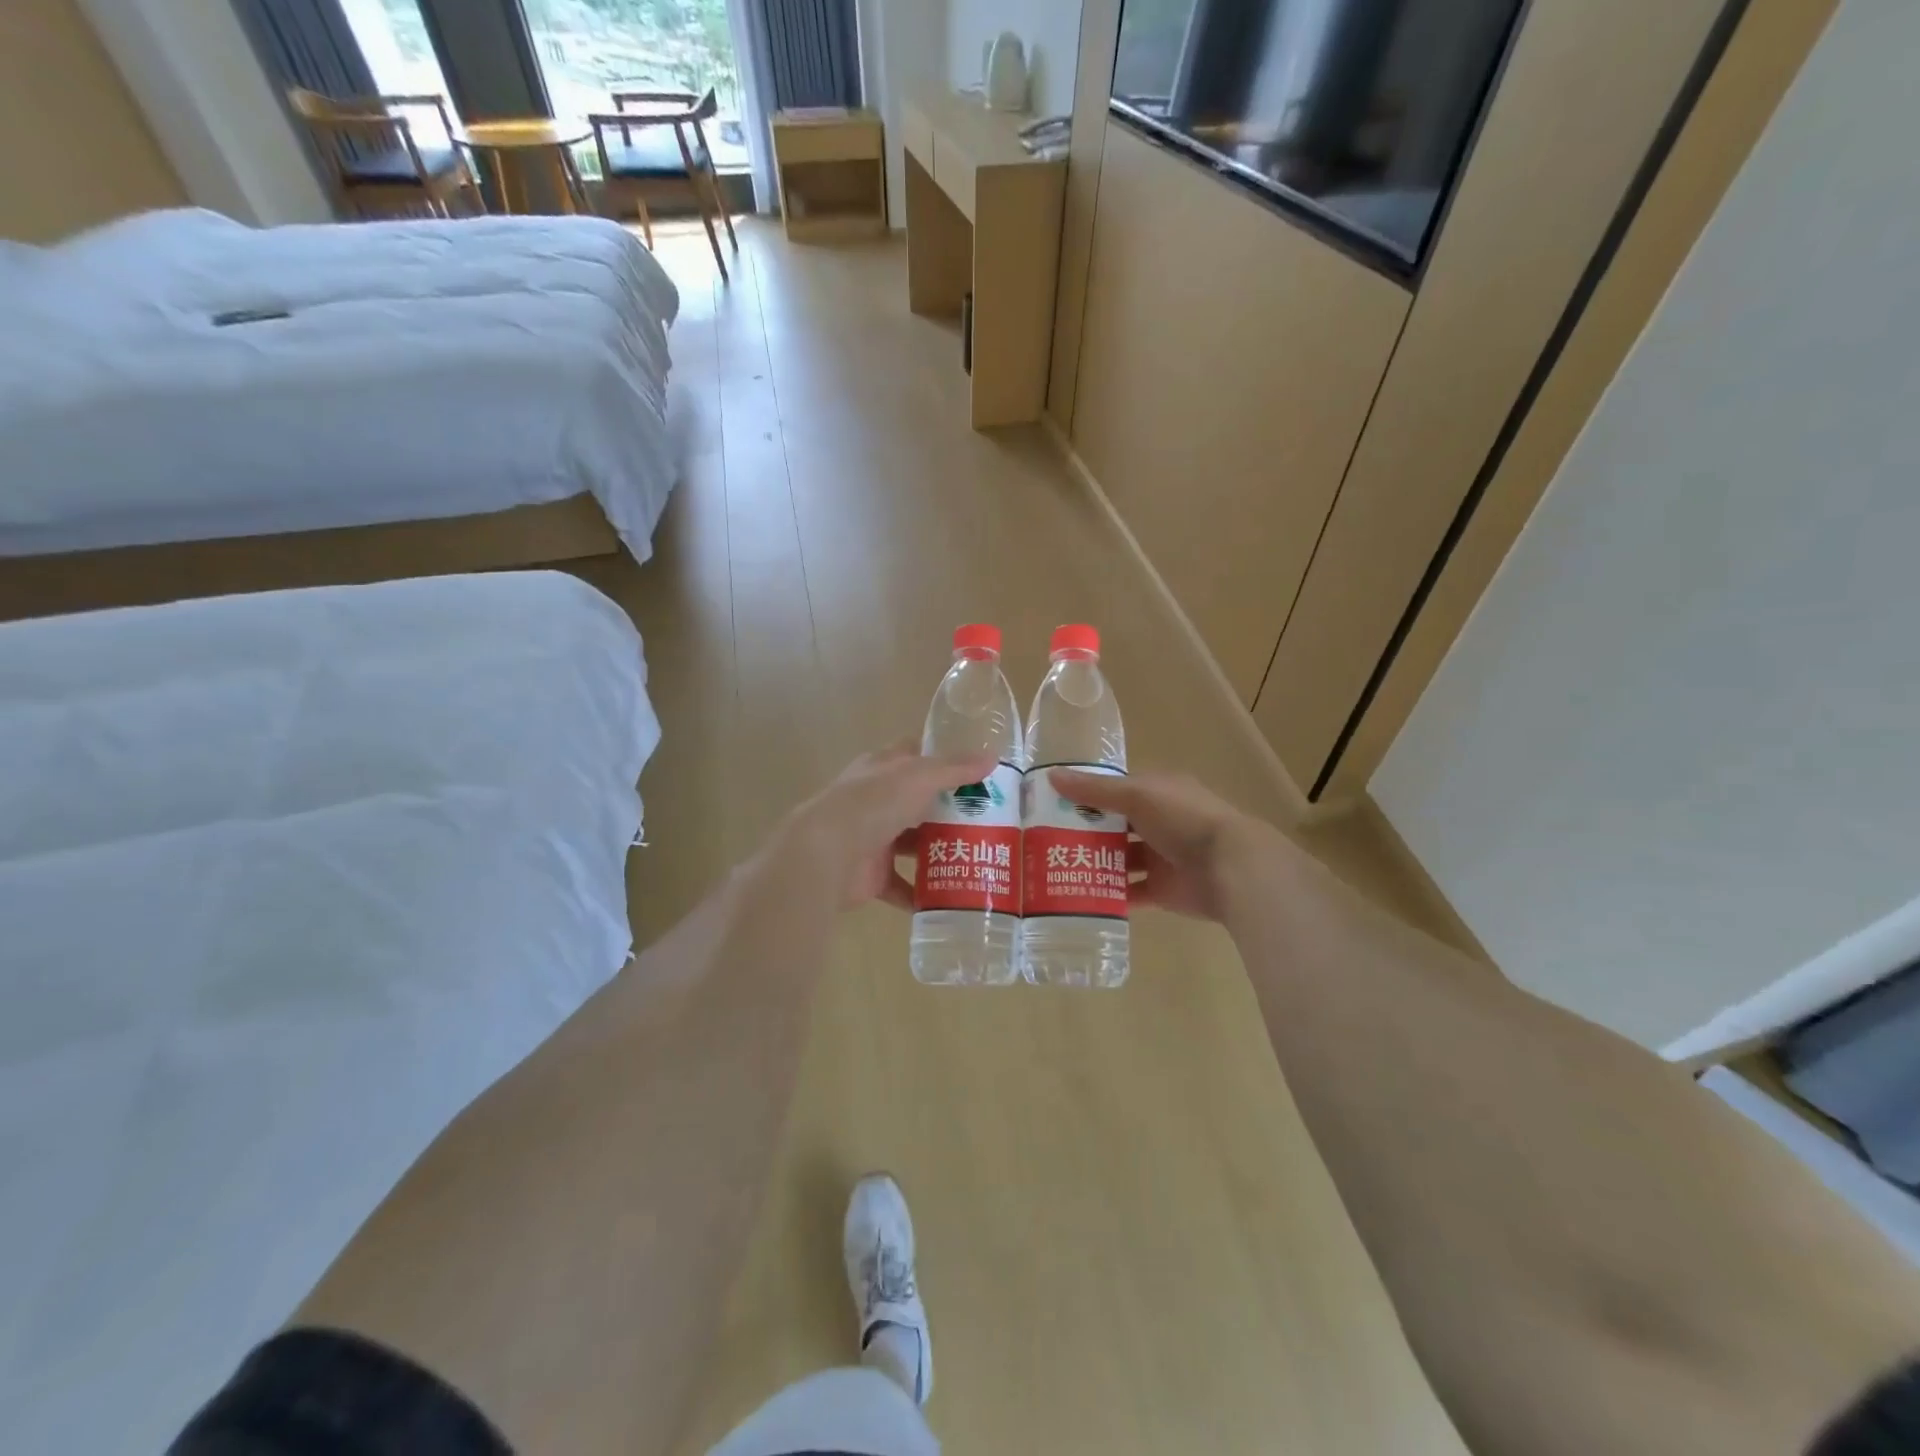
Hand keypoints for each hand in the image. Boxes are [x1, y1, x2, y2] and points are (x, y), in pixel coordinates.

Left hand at [778, 743, 998, 910]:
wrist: (827, 853)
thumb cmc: (874, 803)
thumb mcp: (920, 776)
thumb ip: (955, 768)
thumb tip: (992, 758)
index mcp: (882, 769)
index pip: (913, 756)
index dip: (941, 759)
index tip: (975, 770)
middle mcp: (876, 800)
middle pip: (917, 802)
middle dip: (948, 810)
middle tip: (988, 820)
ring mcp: (872, 838)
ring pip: (911, 843)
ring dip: (938, 851)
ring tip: (977, 857)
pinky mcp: (872, 875)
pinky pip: (902, 885)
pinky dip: (922, 893)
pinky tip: (951, 897)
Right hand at [1048, 768, 1289, 922]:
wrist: (1231, 868)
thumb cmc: (1184, 819)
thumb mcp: (1136, 795)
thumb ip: (1095, 789)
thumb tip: (1051, 776)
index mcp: (1157, 792)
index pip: (1114, 790)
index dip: (1085, 795)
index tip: (1050, 804)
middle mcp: (1158, 822)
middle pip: (1114, 826)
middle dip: (1084, 832)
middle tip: (1043, 840)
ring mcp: (1160, 857)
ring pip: (1119, 859)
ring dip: (1093, 864)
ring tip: (1054, 869)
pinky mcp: (1162, 890)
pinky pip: (1129, 892)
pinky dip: (1108, 894)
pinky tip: (1078, 896)